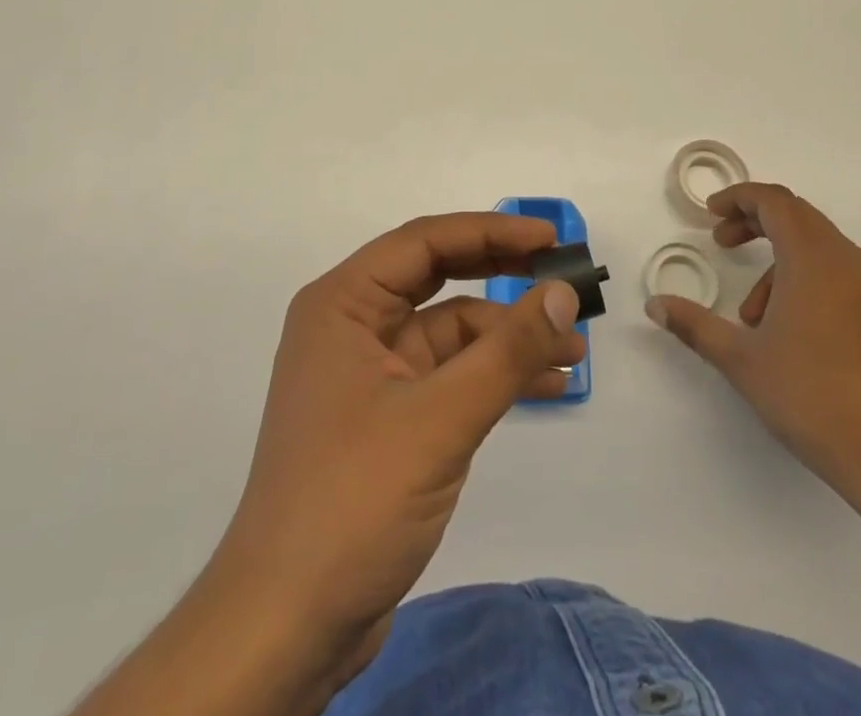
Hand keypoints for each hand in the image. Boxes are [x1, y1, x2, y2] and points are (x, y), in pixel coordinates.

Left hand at [163, 213, 584, 711]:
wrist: (288, 628)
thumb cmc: (353, 501)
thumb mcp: (440, 419)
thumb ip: (507, 352)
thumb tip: (563, 294)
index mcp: (343, 304)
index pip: (425, 243)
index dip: (491, 232)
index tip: (549, 239)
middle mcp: (352, 326)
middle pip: (438, 278)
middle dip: (502, 277)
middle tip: (562, 278)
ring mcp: (370, 373)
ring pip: (450, 332)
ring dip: (507, 338)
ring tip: (572, 350)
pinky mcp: (387, 418)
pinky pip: (449, 375)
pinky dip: (493, 377)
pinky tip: (546, 386)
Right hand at [647, 182, 860, 528]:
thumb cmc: (812, 397)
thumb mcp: (741, 360)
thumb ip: (694, 325)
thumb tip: (655, 305)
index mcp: (813, 259)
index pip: (775, 202)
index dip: (739, 198)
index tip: (711, 213)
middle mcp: (848, 262)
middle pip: (798, 217)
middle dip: (755, 223)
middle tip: (723, 243)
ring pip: (820, 249)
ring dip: (780, 262)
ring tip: (753, 315)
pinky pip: (842, 276)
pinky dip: (809, 281)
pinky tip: (795, 332)